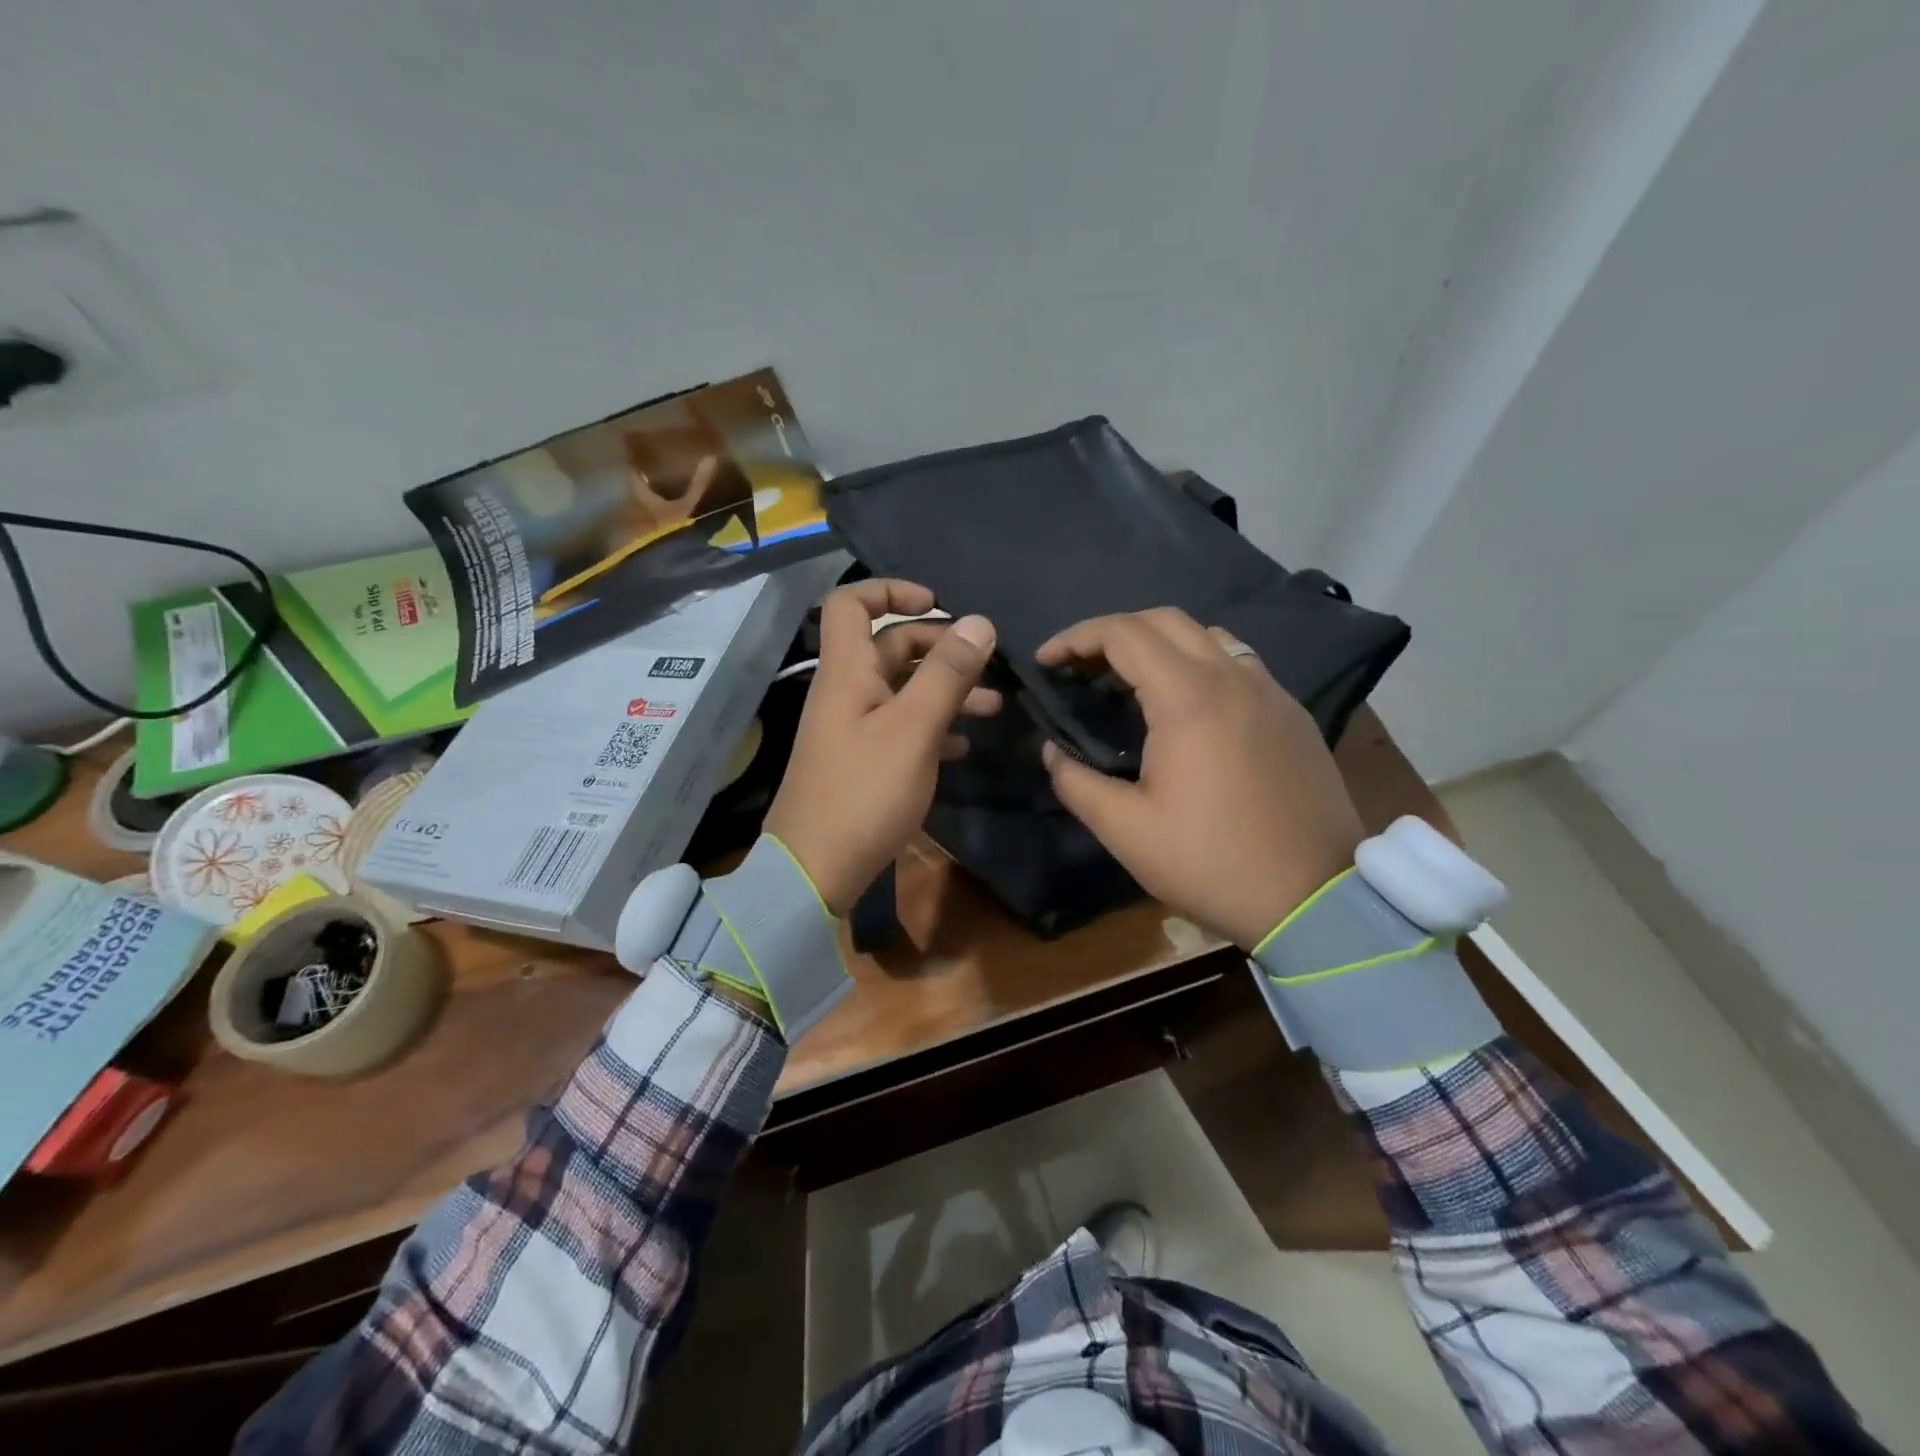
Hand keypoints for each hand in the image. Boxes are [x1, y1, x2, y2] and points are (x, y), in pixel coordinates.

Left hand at [765, 580, 999, 915]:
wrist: (816, 870)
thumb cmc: (864, 792)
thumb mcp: (914, 729)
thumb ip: (947, 674)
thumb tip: (980, 622)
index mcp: (848, 671)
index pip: (851, 602)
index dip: (892, 590)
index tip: (939, 604)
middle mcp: (847, 691)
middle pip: (889, 646)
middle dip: (940, 648)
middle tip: (986, 665)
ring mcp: (853, 728)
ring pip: (902, 690)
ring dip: (946, 690)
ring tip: (994, 708)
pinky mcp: (862, 762)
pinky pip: (901, 727)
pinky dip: (933, 726)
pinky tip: (963, 745)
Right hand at [1037, 608, 1363, 949]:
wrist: (1313, 900)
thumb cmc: (1211, 862)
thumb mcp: (1126, 830)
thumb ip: (1076, 782)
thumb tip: (1052, 751)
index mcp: (1189, 698)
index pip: (1123, 634)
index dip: (1076, 638)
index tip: (1046, 661)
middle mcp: (1234, 677)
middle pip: (1165, 620)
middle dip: (1113, 632)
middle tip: (1081, 667)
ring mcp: (1271, 692)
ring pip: (1207, 636)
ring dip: (1159, 643)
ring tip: (1129, 682)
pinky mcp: (1292, 714)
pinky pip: (1238, 664)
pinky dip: (1198, 664)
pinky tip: (1185, 707)